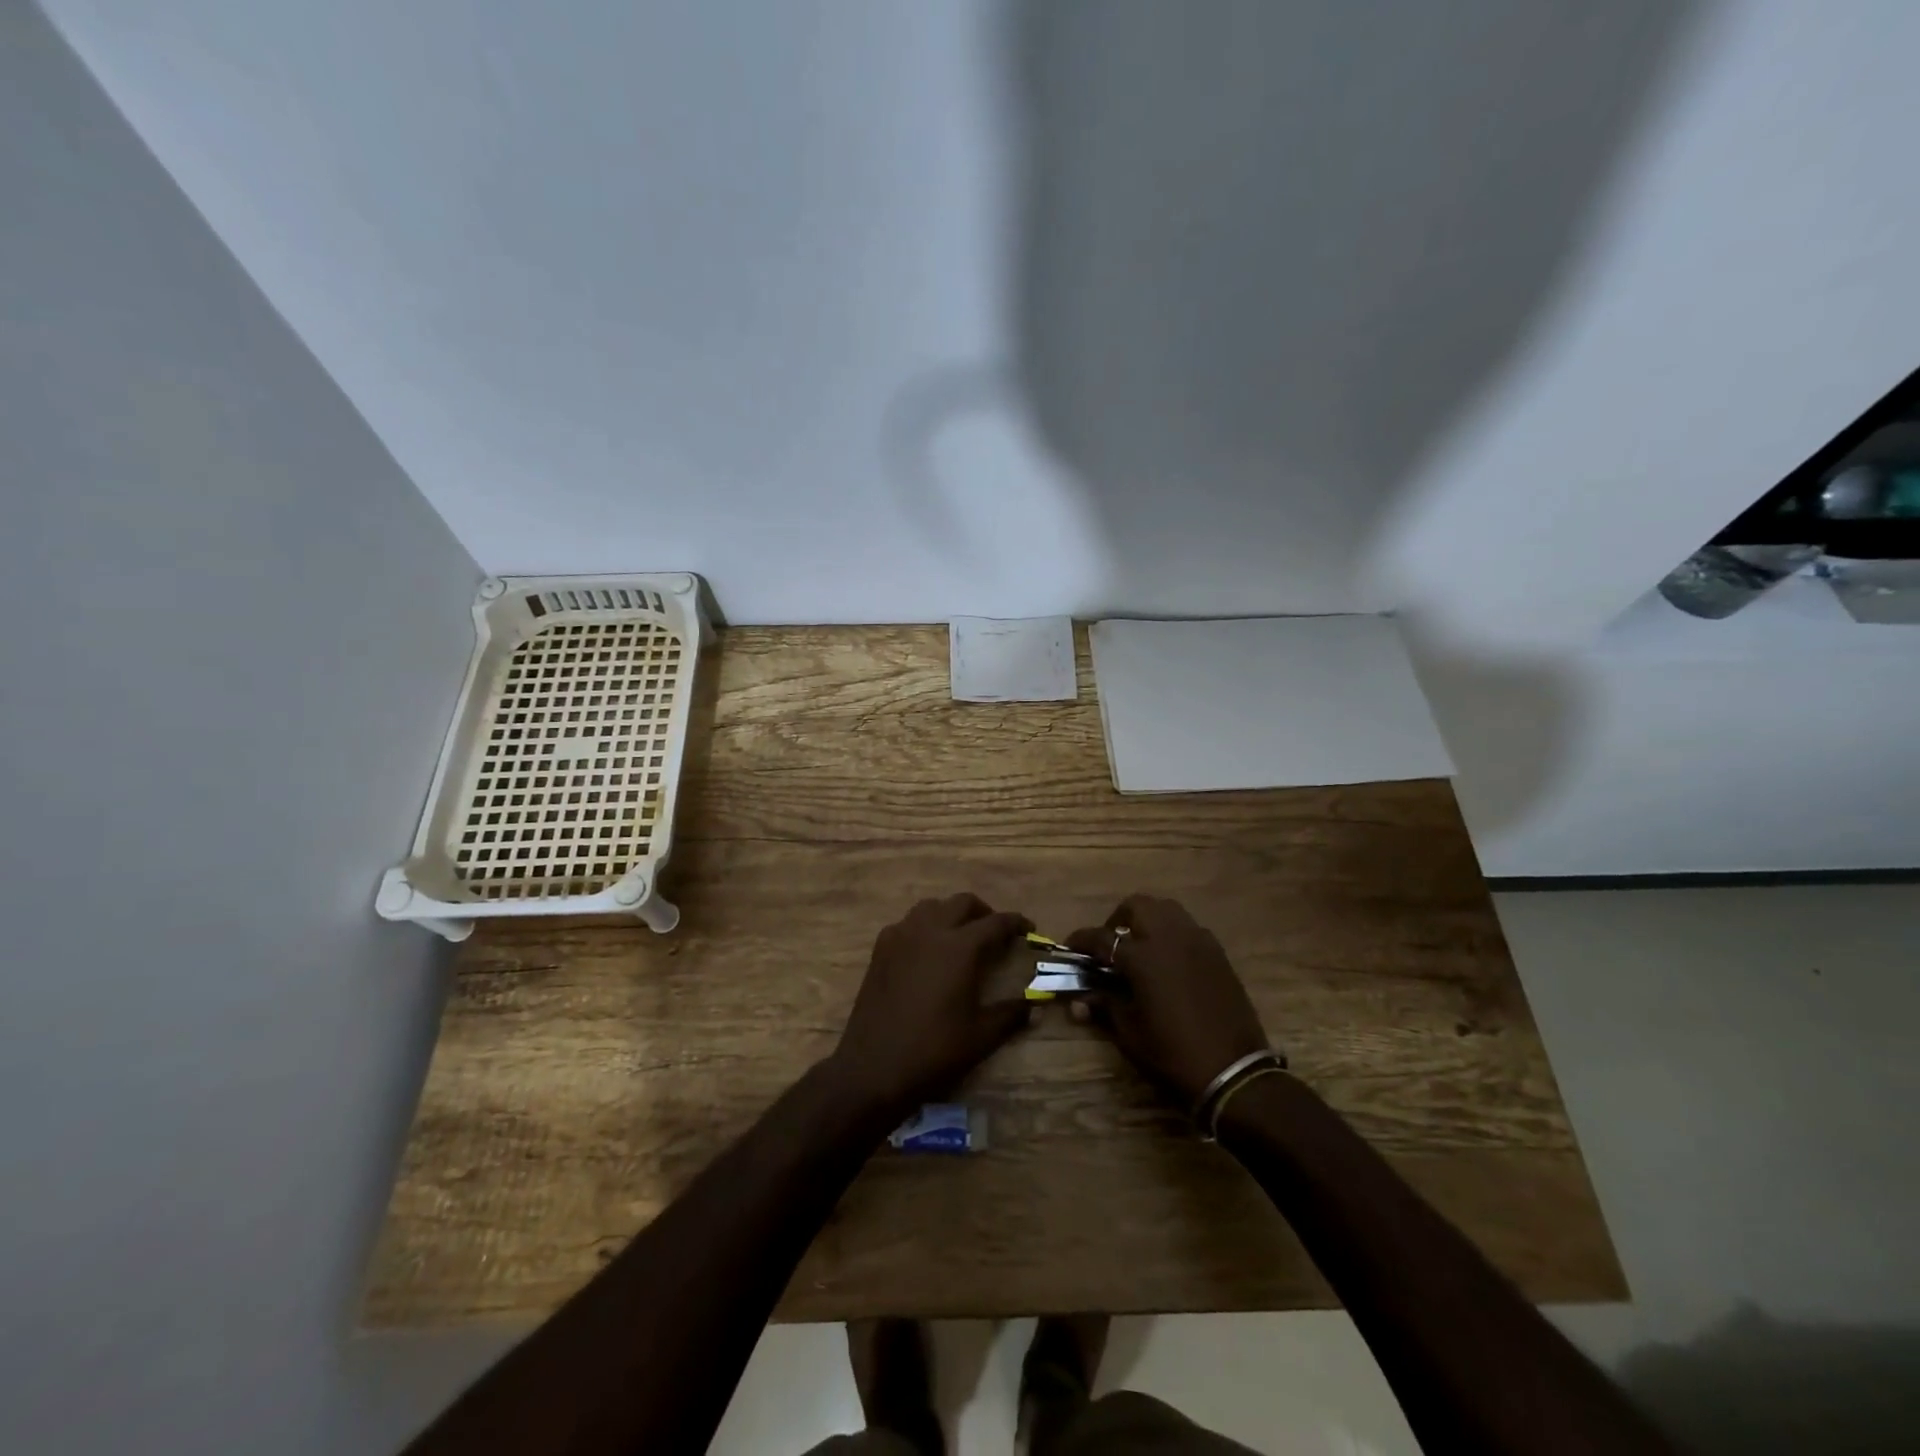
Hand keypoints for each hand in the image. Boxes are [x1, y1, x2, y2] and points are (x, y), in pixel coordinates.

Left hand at [826, 894, 1033, 1119]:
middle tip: (995, 933)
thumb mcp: (981, 1036)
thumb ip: (1010, 1014)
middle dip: (984, 912)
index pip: (996, 923)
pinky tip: (927, 951)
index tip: (1028, 928)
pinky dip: (924, 926)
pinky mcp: (880, 949)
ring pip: (932, 907)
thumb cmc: (934, 1050)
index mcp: (960, 947)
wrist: (874, 1067)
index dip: (1016, 923)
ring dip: (951, 914)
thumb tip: (1033, 1006)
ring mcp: (901, 936)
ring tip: (961, 936)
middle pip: (962, 903)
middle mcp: (930, 931)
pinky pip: (907, 923)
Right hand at [1067, 895, 1269, 1106]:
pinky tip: (1168, 960)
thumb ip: (1104, 1006)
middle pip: (1137, 906)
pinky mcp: (1217, 953)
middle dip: (1117, 919)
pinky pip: (1188, 928)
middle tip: (1109, 945)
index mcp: (1143, 957)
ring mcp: (1198, 942)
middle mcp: (1170, 938)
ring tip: (1138, 946)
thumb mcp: (1130, 1033)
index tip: (1069, 946)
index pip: (1102, 937)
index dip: (1081, 940)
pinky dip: (1172, 933)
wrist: (1234, 1072)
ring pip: (1166, 910)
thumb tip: (1078, 1001)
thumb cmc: (1173, 1054)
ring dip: (1147, 920)